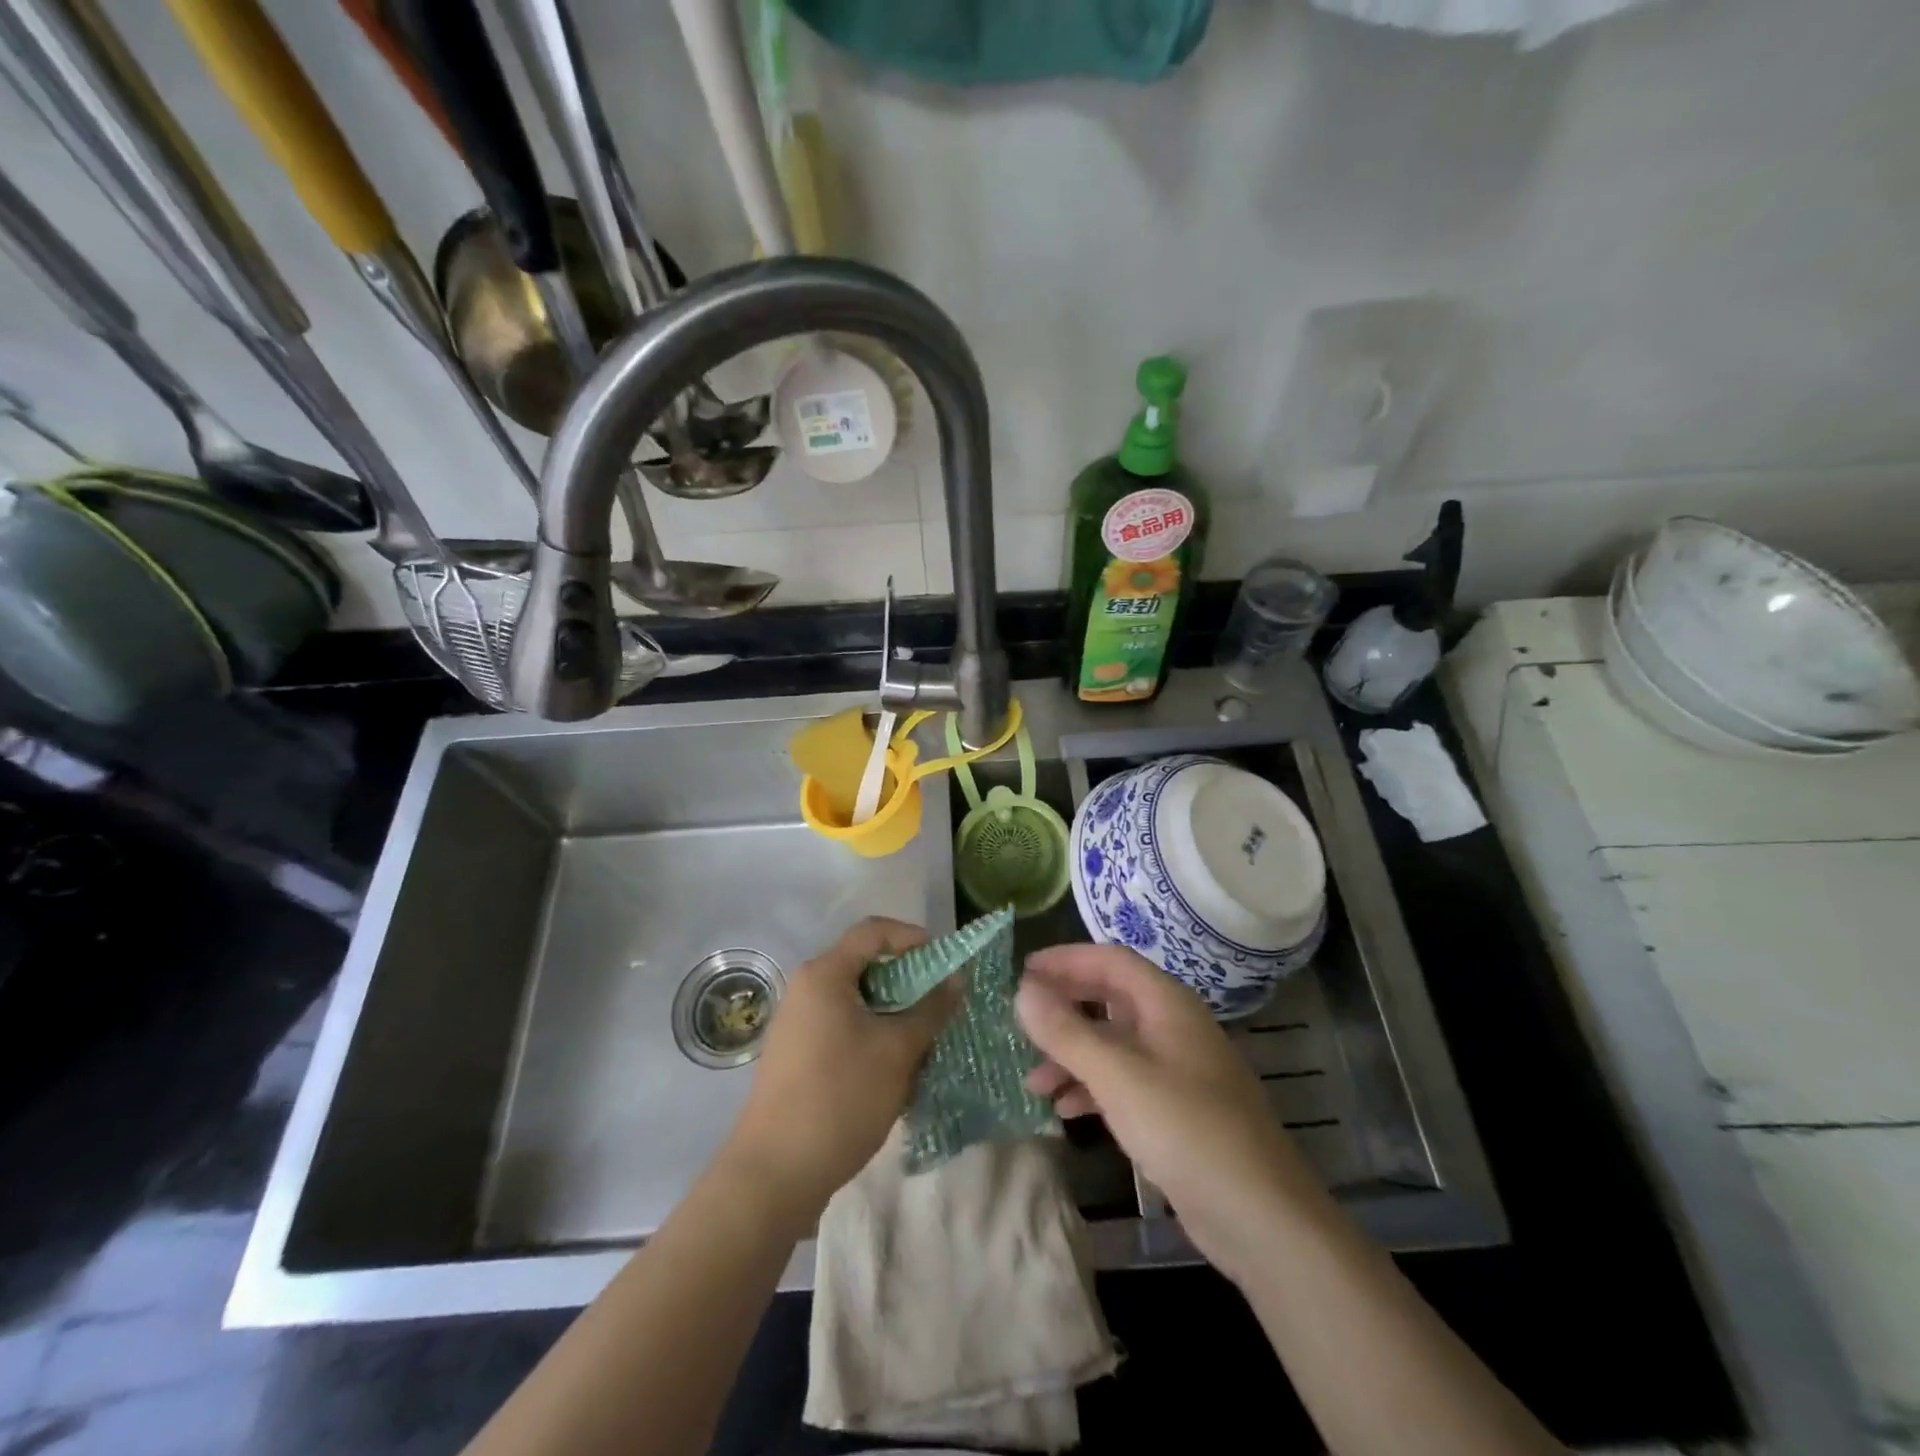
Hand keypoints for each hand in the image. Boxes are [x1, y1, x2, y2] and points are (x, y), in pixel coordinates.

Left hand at [723, 918, 958, 1221]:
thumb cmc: (840, 1098)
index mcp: (825, 974)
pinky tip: (895, 1069)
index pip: (874, 931)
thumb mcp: (897, 1051)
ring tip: (924, 1041)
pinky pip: (843, 1027)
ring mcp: (797, 1023)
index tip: (944, 962)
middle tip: (940, 1005)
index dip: (913, 937)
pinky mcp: (797, 1055)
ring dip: (893, 1013)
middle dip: (908, 981)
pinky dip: (873, 1035)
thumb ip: (931, 1010)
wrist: (774, 1174)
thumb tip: (956, 980)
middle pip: (865, 965)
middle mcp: (806, 988)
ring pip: (857, 1001)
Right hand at [1016, 944, 1319, 1281]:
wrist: (1261, 1218)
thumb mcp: (1117, 1076)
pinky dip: (1092, 1087)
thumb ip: (1066, 1032)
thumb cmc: (1187, 1130)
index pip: (1110, 960)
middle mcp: (1173, 1026)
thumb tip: (1022, 991)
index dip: (1065, 960)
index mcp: (1167, 1003)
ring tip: (1034, 1080)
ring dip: (1073, 1053)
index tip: (1023, 971)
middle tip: (1022, 1020)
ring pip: (1114, 1043)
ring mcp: (1178, 1069)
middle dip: (1065, 1007)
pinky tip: (1065, 1110)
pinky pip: (1124, 1081)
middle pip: (1110, 998)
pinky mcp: (1177, 1110)